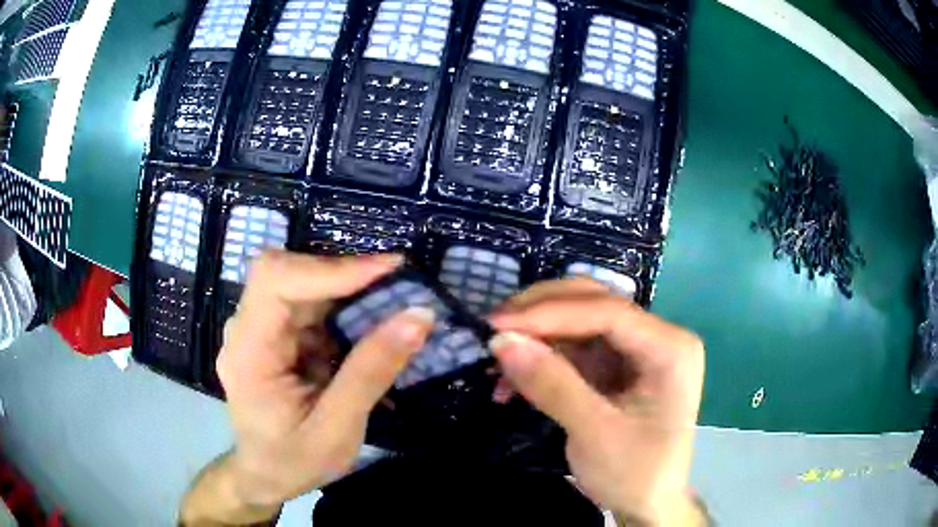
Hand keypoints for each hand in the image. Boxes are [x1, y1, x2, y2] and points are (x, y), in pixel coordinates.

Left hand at [201, 252, 433, 514]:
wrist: (265, 475)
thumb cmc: (293, 461)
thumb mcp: (337, 429)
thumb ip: (372, 373)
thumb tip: (418, 316)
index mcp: (248, 351)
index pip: (275, 280)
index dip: (328, 267)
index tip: (387, 270)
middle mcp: (246, 329)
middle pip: (289, 274)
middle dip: (344, 276)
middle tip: (398, 283)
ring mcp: (259, 330)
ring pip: (303, 285)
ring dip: (348, 291)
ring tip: (392, 302)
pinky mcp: (275, 336)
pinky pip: (309, 306)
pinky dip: (343, 309)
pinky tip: (369, 327)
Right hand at [489, 279, 705, 525]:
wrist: (649, 505)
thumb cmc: (635, 474)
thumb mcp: (594, 434)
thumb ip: (552, 385)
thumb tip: (502, 341)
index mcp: (670, 348)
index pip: (608, 311)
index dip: (550, 312)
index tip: (498, 322)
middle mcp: (657, 338)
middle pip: (595, 304)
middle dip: (541, 313)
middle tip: (494, 326)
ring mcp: (636, 351)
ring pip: (579, 322)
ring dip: (537, 337)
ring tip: (498, 357)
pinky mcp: (617, 368)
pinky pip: (575, 349)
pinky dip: (543, 359)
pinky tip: (514, 379)